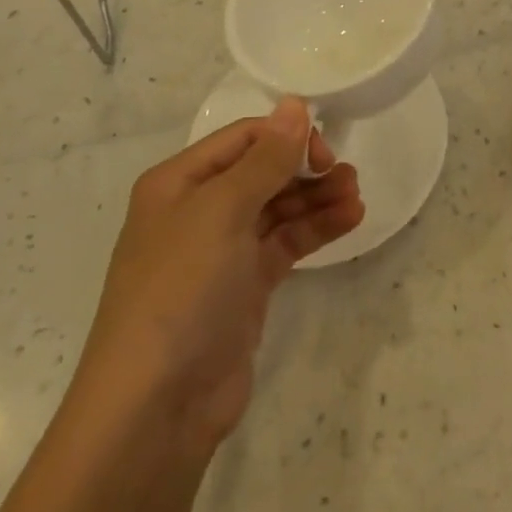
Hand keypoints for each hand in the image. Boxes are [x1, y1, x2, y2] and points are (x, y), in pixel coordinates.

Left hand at [66, 97, 364, 455]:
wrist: (155, 407)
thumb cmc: (181, 290)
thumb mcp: (221, 212)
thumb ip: (265, 158)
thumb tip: (294, 104)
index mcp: (179, 183)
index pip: (243, 139)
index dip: (285, 137)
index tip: (323, 152)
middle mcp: (199, 210)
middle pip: (263, 171)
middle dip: (305, 168)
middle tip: (346, 174)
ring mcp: (222, 251)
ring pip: (278, 207)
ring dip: (317, 197)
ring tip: (356, 196)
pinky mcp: (245, 286)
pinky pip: (285, 243)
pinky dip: (315, 229)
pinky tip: (350, 219)